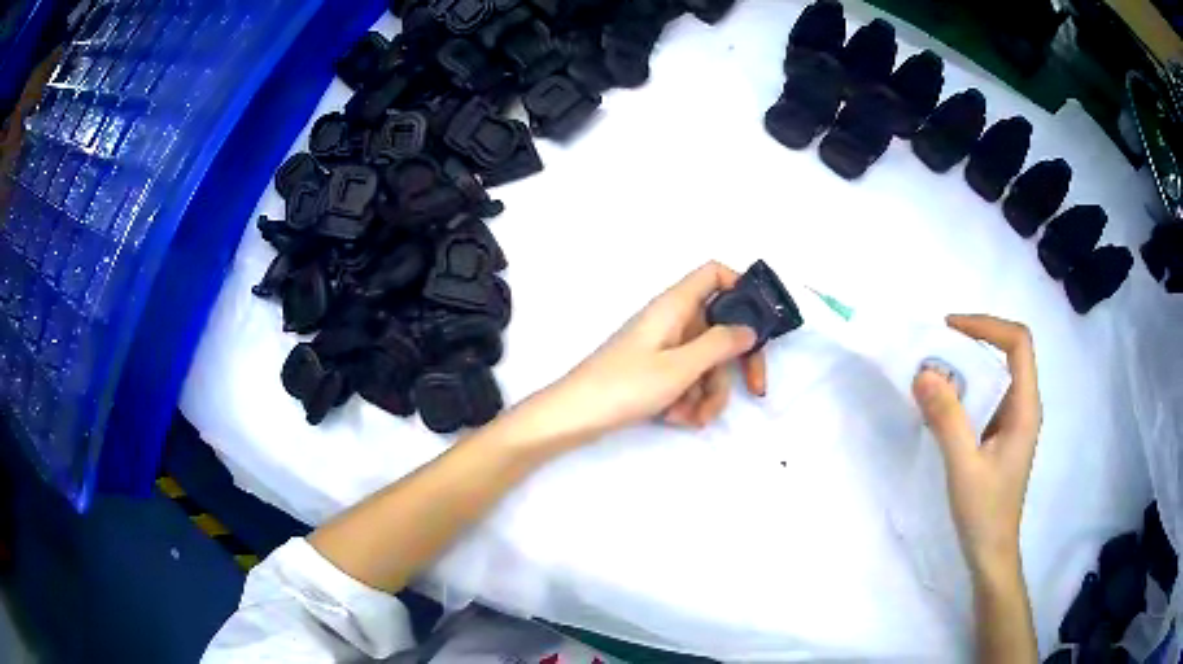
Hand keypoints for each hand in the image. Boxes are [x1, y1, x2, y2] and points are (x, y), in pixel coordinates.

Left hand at [534, 261, 766, 442]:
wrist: (574, 417)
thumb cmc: (625, 385)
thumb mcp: (680, 367)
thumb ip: (720, 344)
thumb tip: (750, 328)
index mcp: (675, 305)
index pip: (714, 274)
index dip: (741, 288)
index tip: (760, 322)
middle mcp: (672, 320)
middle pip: (719, 327)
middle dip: (734, 362)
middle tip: (755, 388)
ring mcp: (663, 347)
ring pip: (706, 361)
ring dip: (709, 392)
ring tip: (694, 417)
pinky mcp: (654, 372)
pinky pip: (686, 379)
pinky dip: (689, 399)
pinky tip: (678, 419)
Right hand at [913, 315, 1041, 577]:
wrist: (991, 553)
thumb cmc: (984, 512)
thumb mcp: (963, 466)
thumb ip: (947, 419)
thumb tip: (923, 372)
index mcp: (1025, 407)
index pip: (1018, 343)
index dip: (987, 325)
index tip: (950, 329)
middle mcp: (1023, 406)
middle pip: (1006, 353)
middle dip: (971, 343)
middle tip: (934, 351)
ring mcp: (1012, 422)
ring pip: (993, 376)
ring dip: (964, 368)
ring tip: (931, 375)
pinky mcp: (999, 436)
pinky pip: (983, 398)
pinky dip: (962, 392)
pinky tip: (939, 407)